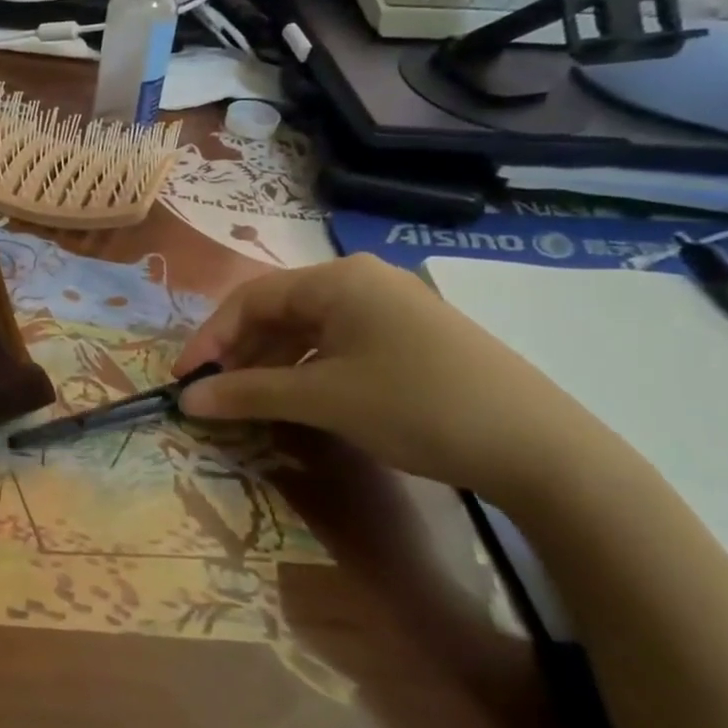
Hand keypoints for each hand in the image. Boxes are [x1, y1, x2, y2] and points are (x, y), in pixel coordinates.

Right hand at [174, 255, 626, 507]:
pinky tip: (302, 401)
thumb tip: (187, 399)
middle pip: (279, 311)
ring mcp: (392, 308)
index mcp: (339, 279)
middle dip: (241, 352)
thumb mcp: (323, 399)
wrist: (541, 449)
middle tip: (216, 394)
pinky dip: (309, 371)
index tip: (186, 379)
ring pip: (309, 330)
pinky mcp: (413, 338)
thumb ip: (247, 393)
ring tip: (252, 402)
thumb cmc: (417, 406)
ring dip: (273, 364)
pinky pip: (340, 345)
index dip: (210, 338)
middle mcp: (363, 281)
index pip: (251, 298)